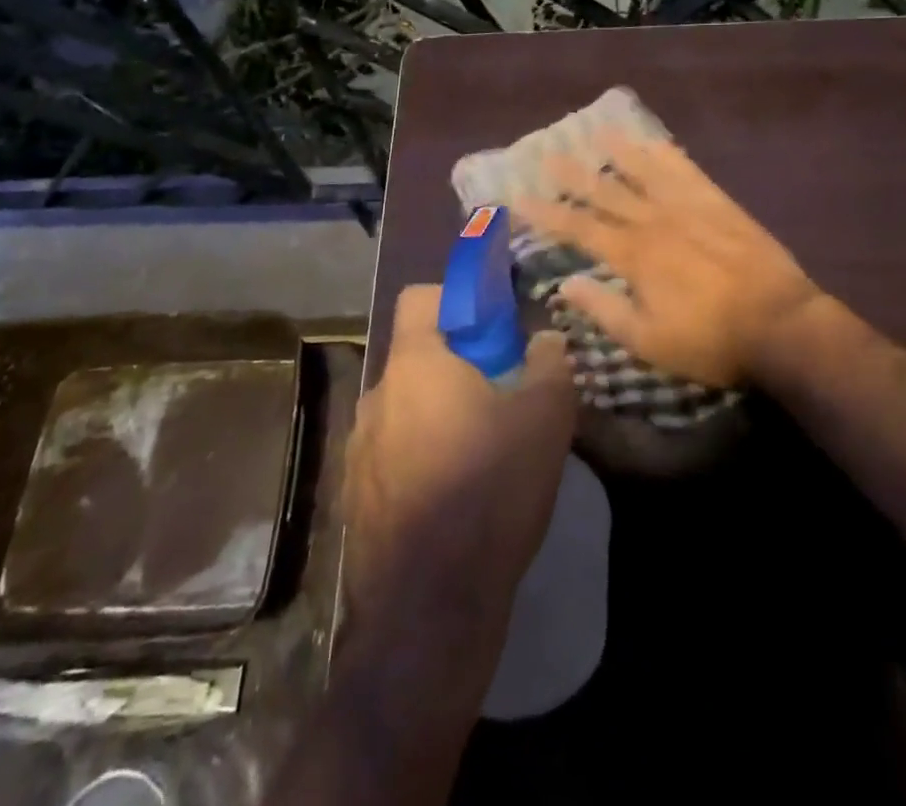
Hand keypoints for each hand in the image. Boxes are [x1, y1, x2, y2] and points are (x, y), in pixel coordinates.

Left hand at [341, 285, 575, 663]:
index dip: (458, 298)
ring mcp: (358, 450)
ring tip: (483, 446)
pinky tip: (455, 492)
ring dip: (440, 411)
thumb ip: (550, 363)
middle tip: (502, 390)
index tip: (494, 324)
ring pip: (406, 406)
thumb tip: (546, 338)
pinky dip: (421, 454)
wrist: (429, 608)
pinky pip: (392, 452)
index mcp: (414, 366)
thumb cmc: (489, 491)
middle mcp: (376, 397)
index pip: (420, 298)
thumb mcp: (544, 419)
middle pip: (418, 356)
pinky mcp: (355, 497)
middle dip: (459, 363)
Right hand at [512, 130, 827, 388]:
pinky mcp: (718, 203)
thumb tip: (565, 285)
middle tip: (548, 153)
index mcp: (633, 255)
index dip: (547, 213)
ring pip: (645, 171)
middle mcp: (654, 221)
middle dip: (574, 174)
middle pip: (607, 191)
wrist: (781, 324)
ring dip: (619, 152)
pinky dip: (668, 154)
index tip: (519, 197)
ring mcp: (688, 207)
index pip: (579, 228)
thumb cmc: (711, 341)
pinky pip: (687, 171)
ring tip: (598, 132)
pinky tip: (656, 142)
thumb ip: (604, 310)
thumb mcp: (649, 340)